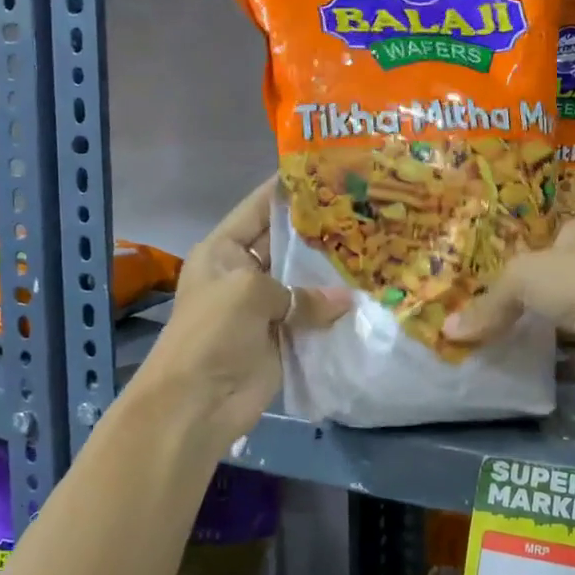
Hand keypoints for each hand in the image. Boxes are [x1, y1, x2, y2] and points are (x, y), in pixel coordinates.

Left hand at [138, 180, 345, 439]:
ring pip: (305, 282)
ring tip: (377, 248)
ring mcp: (265, 306)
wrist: (197, 402)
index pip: (259, 208)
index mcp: (224, 250)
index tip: (330, 171)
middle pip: (287, 244)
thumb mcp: (249, 293)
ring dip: (334, 273)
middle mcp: (245, 273)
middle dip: (321, 231)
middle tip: (367, 212)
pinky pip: (313, 317)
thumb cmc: (212, 333)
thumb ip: (300, 290)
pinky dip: (336, 311)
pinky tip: (369, 295)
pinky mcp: (283, 337)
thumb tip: (347, 301)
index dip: (290, 190)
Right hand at [443, 218, 574, 393]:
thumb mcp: (521, 278)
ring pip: (561, 315)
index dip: (519, 255)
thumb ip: (487, 303)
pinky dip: (548, 357)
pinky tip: (518, 364)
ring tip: (492, 339)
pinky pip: (569, 349)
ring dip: (535, 328)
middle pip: (553, 279)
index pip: (548, 238)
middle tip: (483, 311)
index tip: (486, 276)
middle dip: (524, 296)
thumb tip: (448, 330)